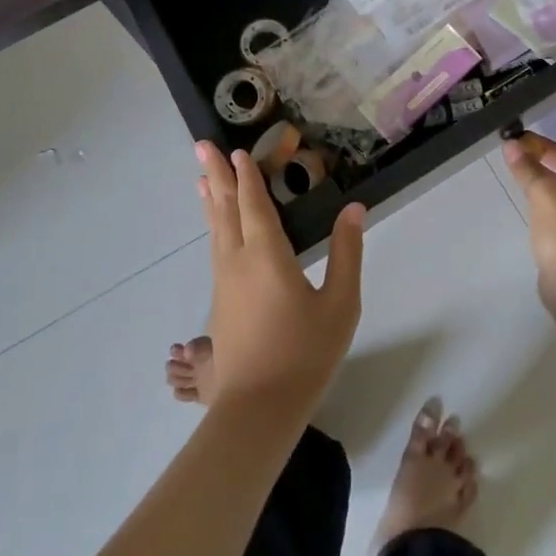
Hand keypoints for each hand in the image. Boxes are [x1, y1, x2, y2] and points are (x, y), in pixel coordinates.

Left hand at [196, 141, 365, 421]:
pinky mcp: (221, 301)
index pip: (254, 204)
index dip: (247, 176)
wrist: (258, 409)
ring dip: (211, 199)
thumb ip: (346, 253)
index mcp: (267, 254)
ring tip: (201, 178)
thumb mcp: (340, 304)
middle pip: (225, 209)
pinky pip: (215, 247)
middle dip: (216, 175)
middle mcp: (238, 260)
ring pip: (216, 229)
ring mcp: (225, 281)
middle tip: (201, 146)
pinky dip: (213, 225)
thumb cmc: (304, 353)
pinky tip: (215, 227)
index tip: (237, 150)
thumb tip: (354, 208)